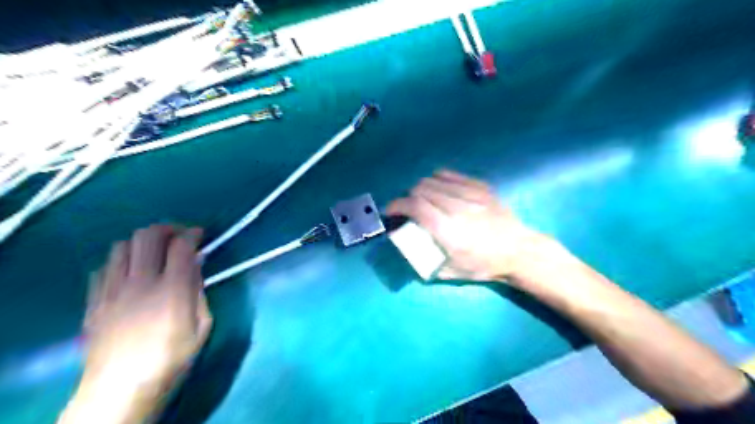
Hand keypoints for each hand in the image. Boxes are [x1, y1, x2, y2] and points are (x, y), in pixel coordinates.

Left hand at [58, 224, 210, 421]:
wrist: (121, 387)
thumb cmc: (172, 357)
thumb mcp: (202, 325)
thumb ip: (199, 290)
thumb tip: (196, 265)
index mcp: (173, 289)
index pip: (182, 246)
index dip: (193, 233)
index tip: (199, 234)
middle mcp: (141, 282)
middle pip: (148, 236)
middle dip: (167, 228)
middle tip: (178, 236)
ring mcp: (113, 289)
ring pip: (122, 246)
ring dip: (143, 243)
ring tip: (155, 253)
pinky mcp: (94, 300)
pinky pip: (104, 267)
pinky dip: (121, 261)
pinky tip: (131, 273)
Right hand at [390, 171, 542, 282]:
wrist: (518, 251)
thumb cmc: (484, 265)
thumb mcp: (451, 272)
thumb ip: (425, 262)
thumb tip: (406, 251)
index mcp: (448, 230)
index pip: (414, 206)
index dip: (397, 205)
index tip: (391, 211)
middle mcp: (457, 207)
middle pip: (420, 189)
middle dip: (407, 198)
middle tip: (409, 209)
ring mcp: (470, 193)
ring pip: (433, 179)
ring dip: (421, 189)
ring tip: (423, 199)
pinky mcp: (480, 186)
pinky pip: (450, 175)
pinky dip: (437, 180)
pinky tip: (439, 189)